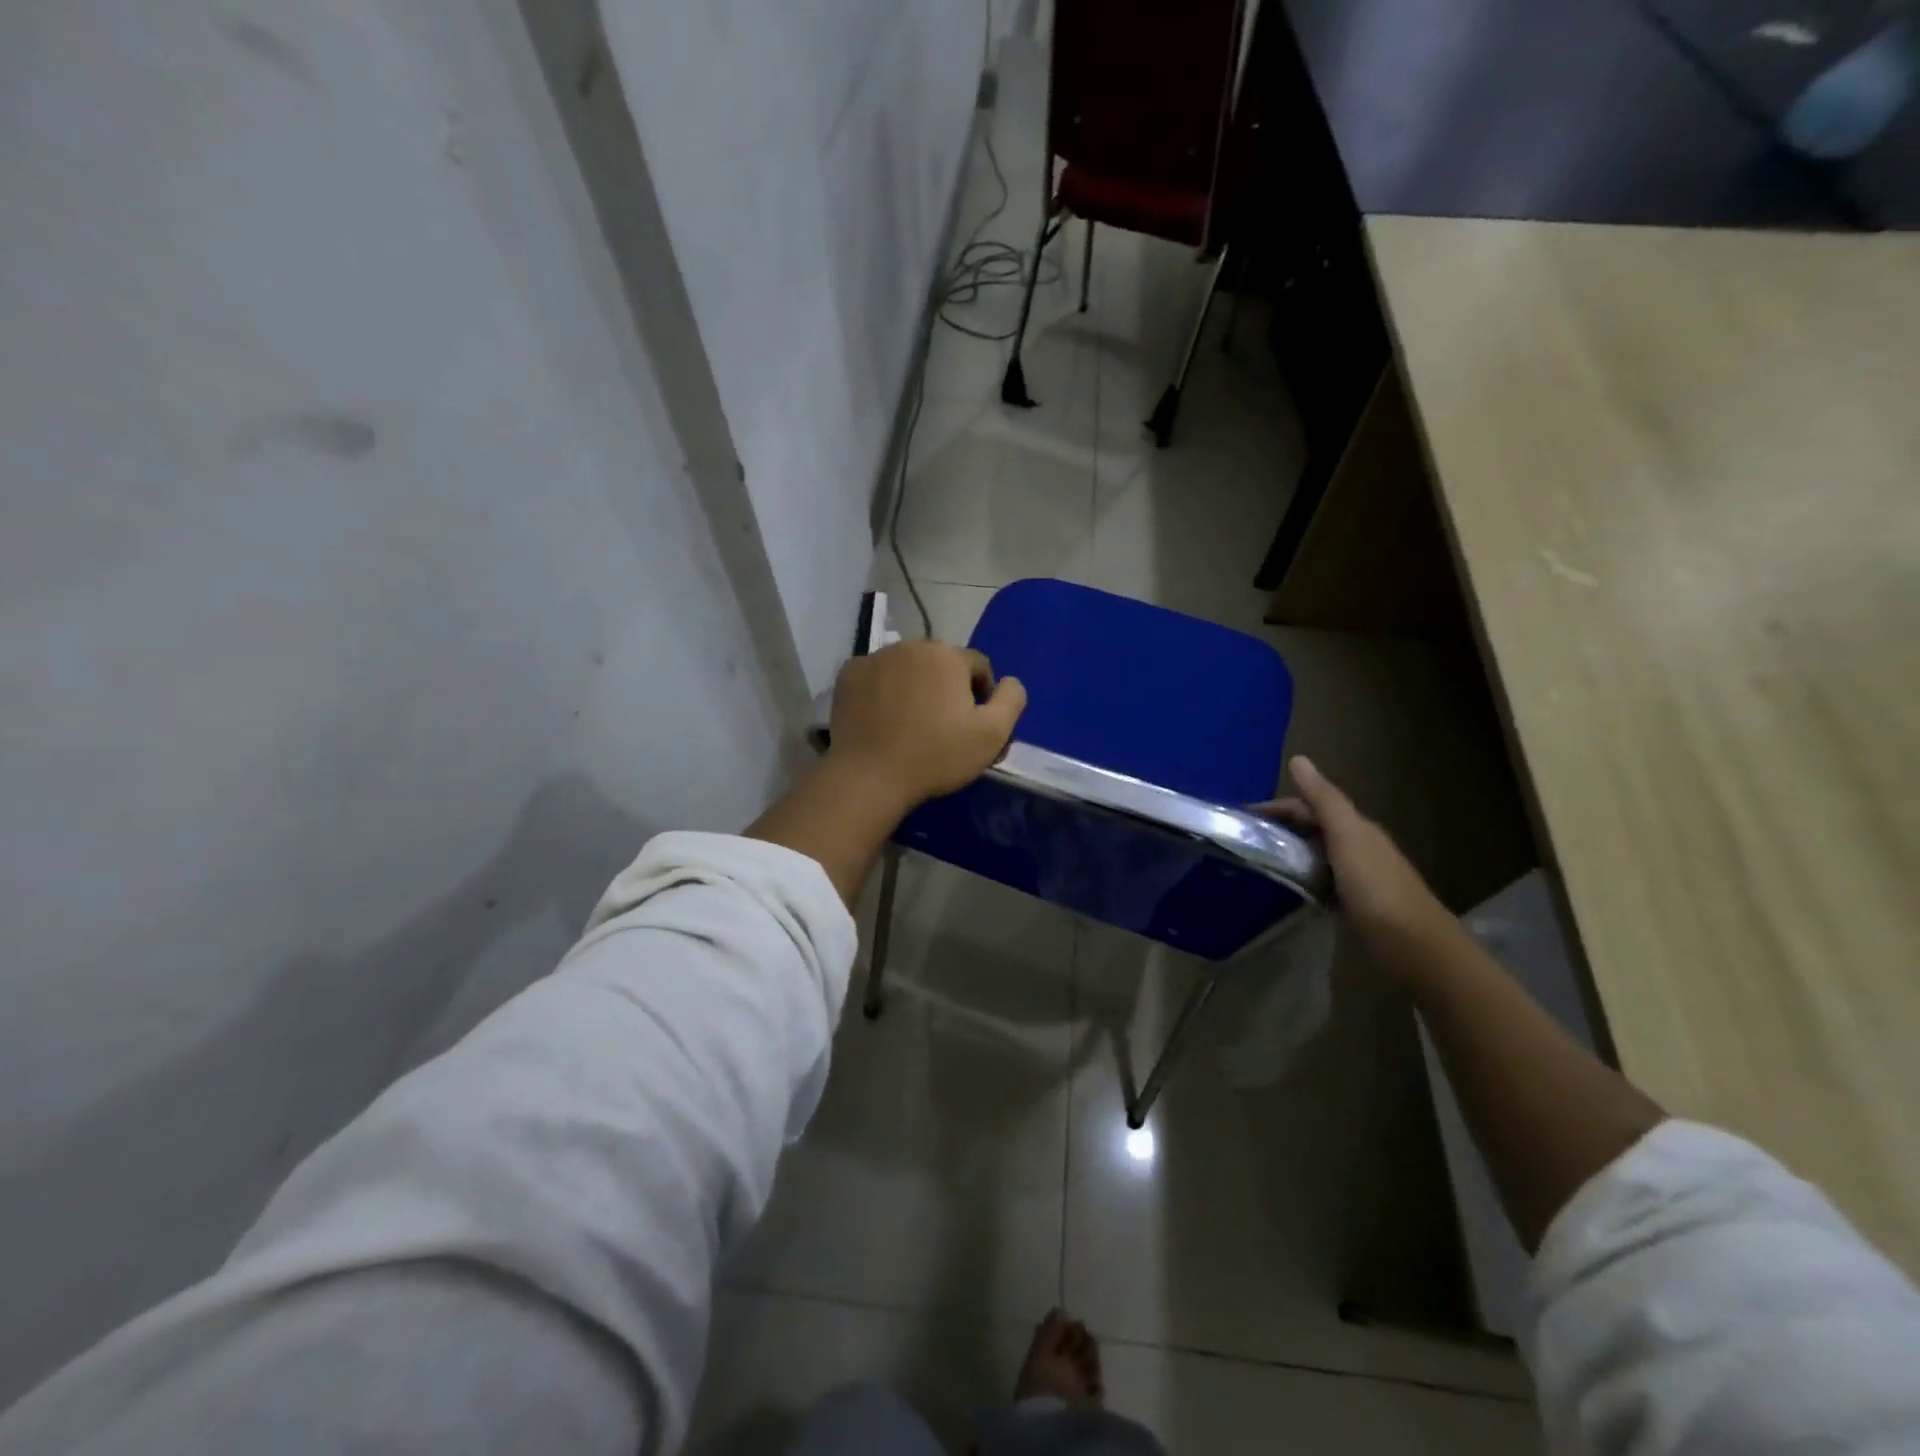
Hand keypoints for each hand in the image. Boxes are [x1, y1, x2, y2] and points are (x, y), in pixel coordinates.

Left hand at [826, 640, 1026, 810]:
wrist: (869, 776)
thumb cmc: (936, 756)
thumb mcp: (992, 735)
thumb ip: (1011, 700)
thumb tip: (1009, 682)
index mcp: (947, 655)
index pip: (978, 666)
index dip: (983, 695)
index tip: (975, 726)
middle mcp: (910, 646)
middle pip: (941, 664)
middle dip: (947, 688)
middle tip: (944, 727)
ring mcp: (875, 658)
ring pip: (908, 668)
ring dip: (915, 687)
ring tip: (912, 724)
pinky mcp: (848, 675)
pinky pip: (877, 677)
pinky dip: (883, 691)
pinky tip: (883, 720)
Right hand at [1257, 756, 1448, 949]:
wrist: (1413, 945)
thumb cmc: (1376, 887)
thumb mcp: (1346, 836)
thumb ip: (1323, 799)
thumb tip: (1298, 758)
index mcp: (1355, 827)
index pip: (1308, 806)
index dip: (1275, 808)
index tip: (1240, 818)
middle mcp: (1356, 846)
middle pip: (1310, 829)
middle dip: (1278, 829)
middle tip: (1242, 841)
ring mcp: (1356, 877)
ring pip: (1313, 856)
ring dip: (1287, 854)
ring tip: (1254, 863)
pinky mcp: (1353, 904)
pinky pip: (1318, 882)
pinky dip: (1299, 879)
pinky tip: (1283, 889)